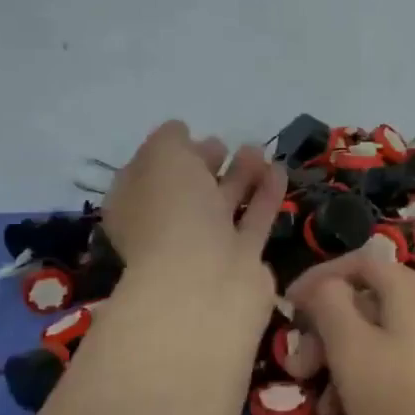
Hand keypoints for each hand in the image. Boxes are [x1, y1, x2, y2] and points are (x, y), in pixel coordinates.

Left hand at [101, 121, 284, 350]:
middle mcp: (166, 227)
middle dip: (204, 164)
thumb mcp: (162, 158)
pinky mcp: (241, 259)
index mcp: (135, 205)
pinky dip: (266, 195)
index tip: (190, 132)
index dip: (167, 152)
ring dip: (240, 176)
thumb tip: (179, 132)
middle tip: (223, 143)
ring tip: (257, 150)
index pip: (147, 174)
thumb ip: (170, 140)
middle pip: (187, 191)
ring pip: (223, 205)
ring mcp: (205, 246)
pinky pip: (254, 220)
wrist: (205, 282)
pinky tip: (278, 169)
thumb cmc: (173, 213)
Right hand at [290, 251, 414, 414]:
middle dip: (325, 332)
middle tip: (300, 369)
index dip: (318, 279)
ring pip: (377, 338)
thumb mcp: (352, 349)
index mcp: (411, 289)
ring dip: (341, 364)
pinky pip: (397, 363)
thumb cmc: (403, 402)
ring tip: (322, 406)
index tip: (288, 308)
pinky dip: (368, 380)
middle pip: (366, 302)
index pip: (358, 262)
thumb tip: (324, 286)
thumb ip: (330, 305)